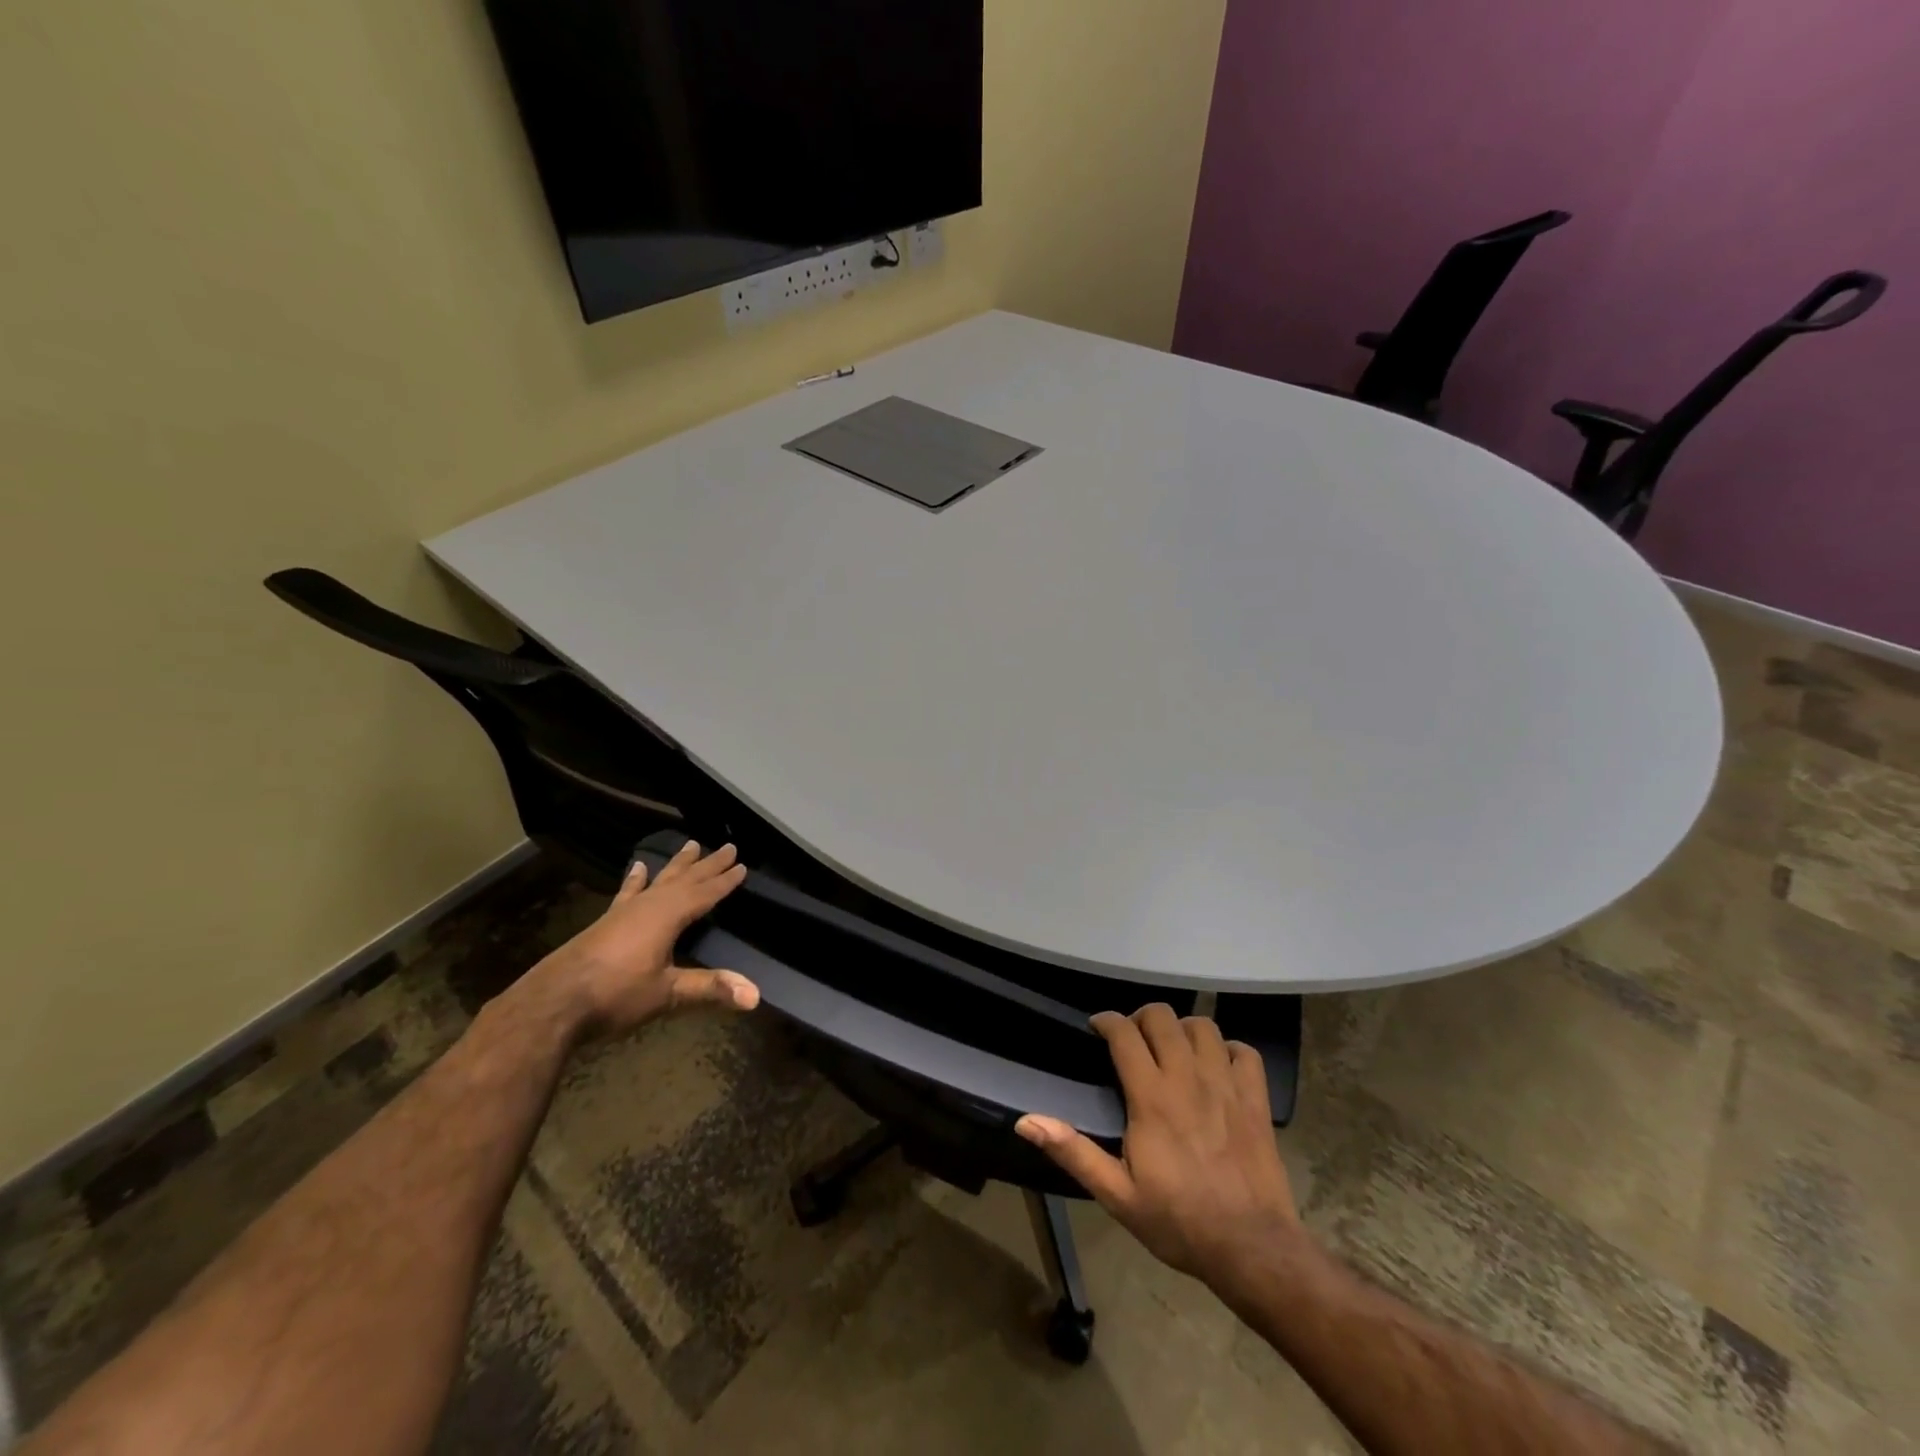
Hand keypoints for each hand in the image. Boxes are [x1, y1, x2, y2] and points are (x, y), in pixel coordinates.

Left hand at [528, 840, 757, 1037]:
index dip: (724, 882)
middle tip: (728, 847)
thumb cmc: (615, 995)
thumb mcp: (667, 993)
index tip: (742, 865)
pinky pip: (629, 892)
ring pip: (658, 881)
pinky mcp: (606, 923)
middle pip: (684, 880)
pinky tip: (638, 868)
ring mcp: (623, 912)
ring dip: (677, 865)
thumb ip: (710, 988)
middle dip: (707, 865)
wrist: (552, 1003)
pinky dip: (636, 880)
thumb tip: (755, 996)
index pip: (704, 894)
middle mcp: (647, 906)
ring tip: (690, 845)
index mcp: (667, 916)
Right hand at [1015, 1004, 1298, 1287]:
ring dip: (1183, 1030)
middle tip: (1134, 1041)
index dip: (1107, 1021)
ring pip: (1203, 1026)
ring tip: (1174, 1050)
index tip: (1098, 1028)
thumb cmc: (1179, 1221)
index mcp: (1151, 1097)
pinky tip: (1217, 1067)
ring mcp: (1226, 1084)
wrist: (1252, 1249)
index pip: (1124, 1033)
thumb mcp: (1117, 1195)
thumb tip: (1026, 1122)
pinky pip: (1243, 1051)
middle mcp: (1188, 1077)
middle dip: (1142, 1018)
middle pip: (1163, 1017)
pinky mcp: (1256, 1098)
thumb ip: (1073, 1152)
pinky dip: (1228, 1049)